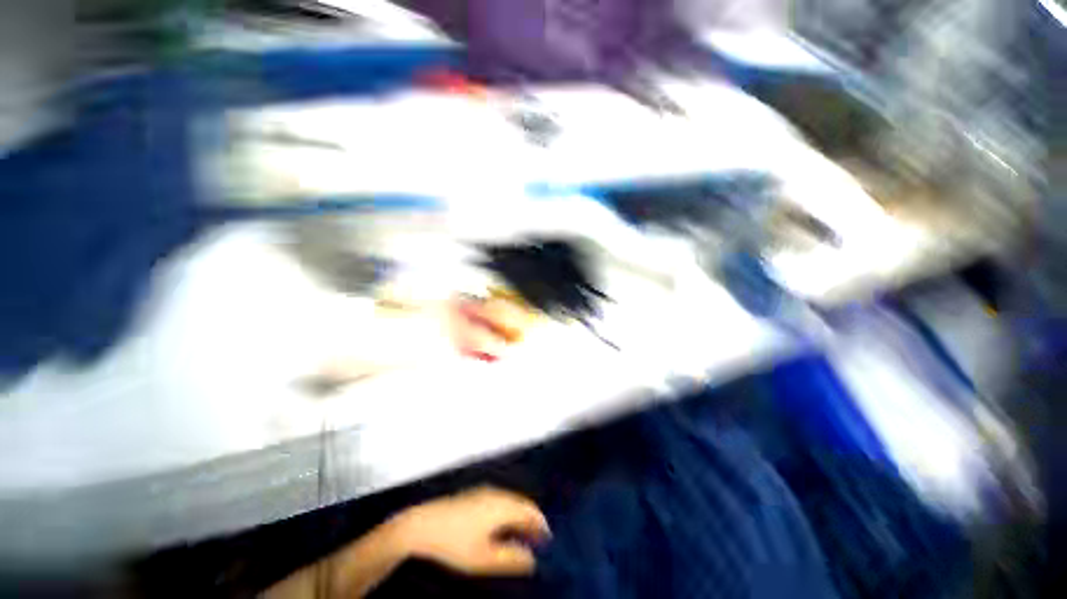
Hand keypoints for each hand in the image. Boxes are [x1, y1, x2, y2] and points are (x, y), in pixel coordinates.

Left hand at [389, 486, 549, 575]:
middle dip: (532, 520)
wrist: (423, 524)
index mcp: (502, 505)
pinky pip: (501, 500)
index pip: (530, 511)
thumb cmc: (455, 543)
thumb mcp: (483, 558)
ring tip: (523, 535)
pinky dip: (509, 512)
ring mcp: (485, 491)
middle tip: (538, 540)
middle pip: (522, 503)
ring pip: (511, 501)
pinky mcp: (475, 494)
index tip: (548, 541)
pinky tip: (503, 526)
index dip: (541, 525)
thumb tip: (532, 560)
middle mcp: (497, 493)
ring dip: (520, 516)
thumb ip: (510, 559)